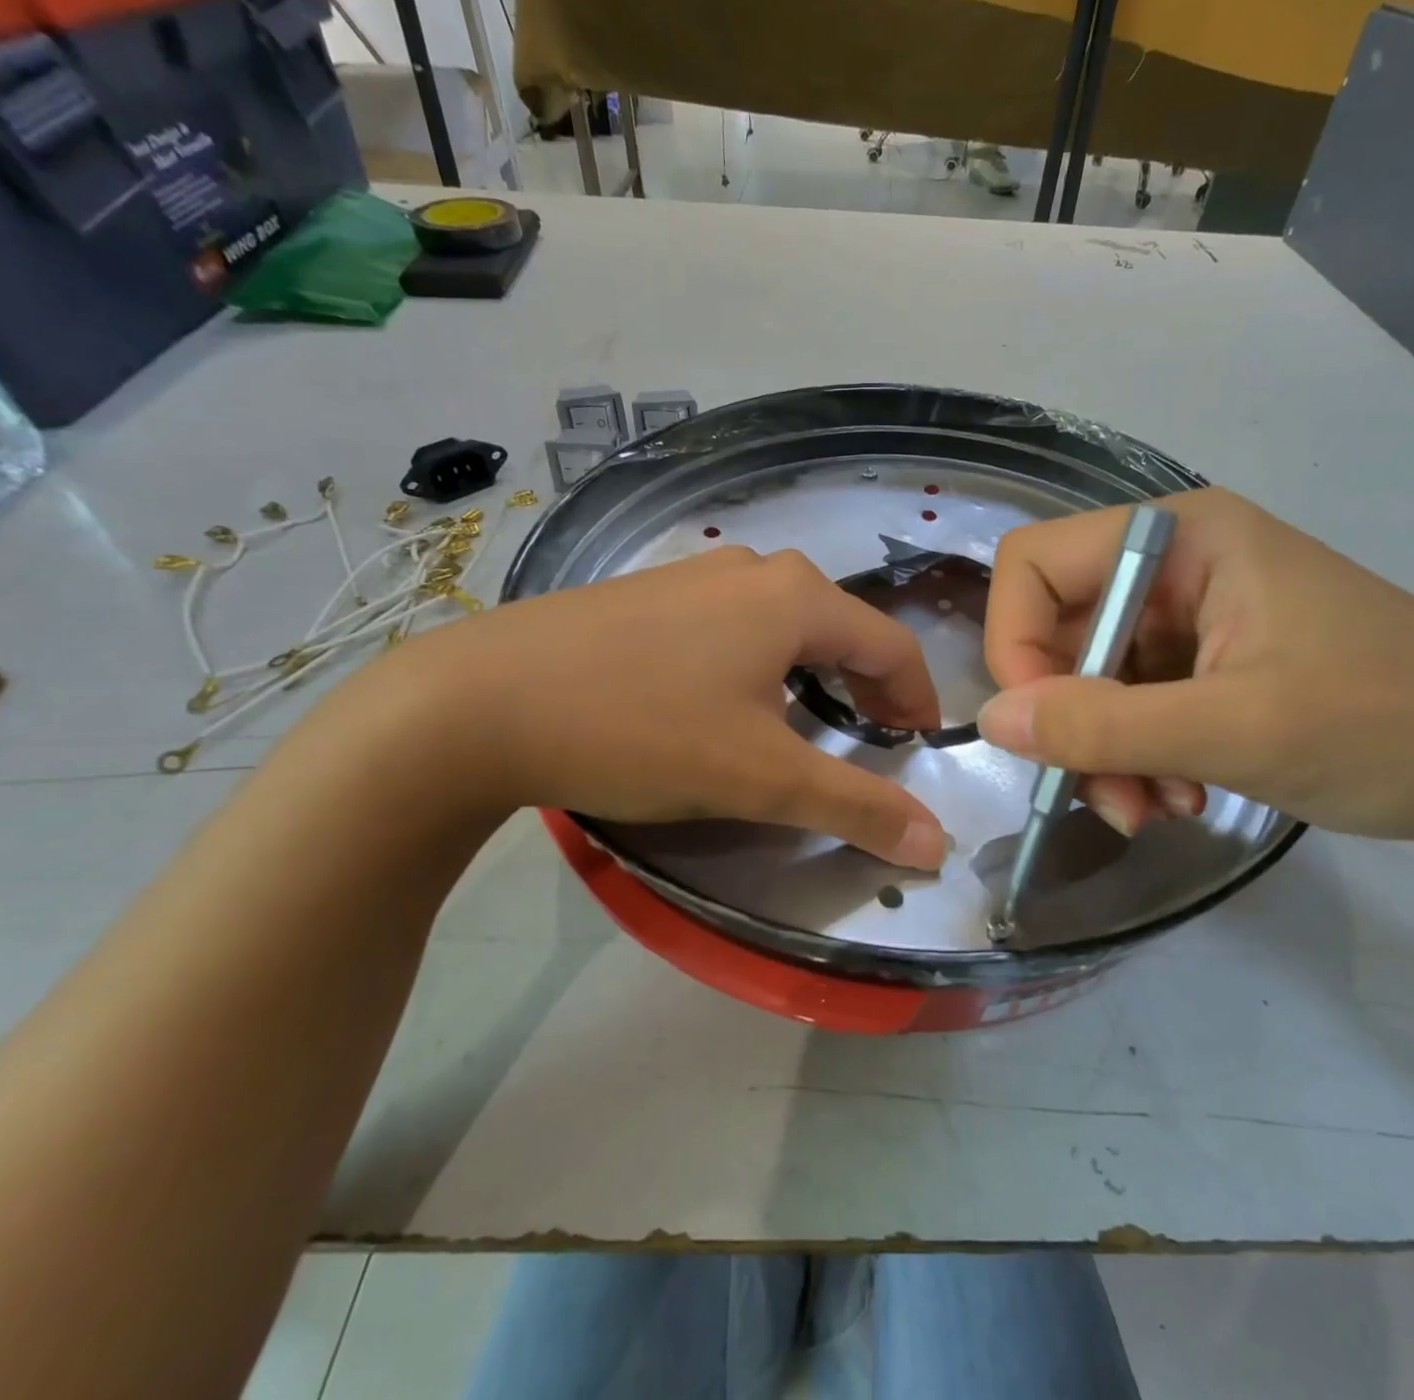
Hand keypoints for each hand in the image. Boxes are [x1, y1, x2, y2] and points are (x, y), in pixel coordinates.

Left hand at [405, 547, 949, 866]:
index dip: (917, 701)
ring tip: (806, 725)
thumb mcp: (761, 777)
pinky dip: (760, 664)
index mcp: (796, 597)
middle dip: (868, 688)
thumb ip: (856, 806)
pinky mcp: (649, 594)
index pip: (892, 646)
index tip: (919, 751)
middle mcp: (754, 569)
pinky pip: (734, 625)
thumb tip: (936, 844)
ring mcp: (695, 574)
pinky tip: (727, 701)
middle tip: (871, 742)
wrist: (477, 703)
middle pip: (841, 630)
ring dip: (814, 675)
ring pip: (786, 625)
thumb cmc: (642, 730)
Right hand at [979, 488, 1413, 842]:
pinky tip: (1181, 799)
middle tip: (1110, 798)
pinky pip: (1128, 706)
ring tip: (1154, 811)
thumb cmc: (1391, 725)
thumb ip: (1105, 725)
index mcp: (1180, 538)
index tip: (1043, 728)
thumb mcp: (1239, 729)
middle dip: (1070, 721)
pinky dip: (1135, 759)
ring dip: (1103, 753)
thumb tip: (991, 722)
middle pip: (1057, 631)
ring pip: (1088, 680)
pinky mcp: (1204, 664)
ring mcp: (1188, 617)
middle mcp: (1173, 566)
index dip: (1017, 644)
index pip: (1034, 565)